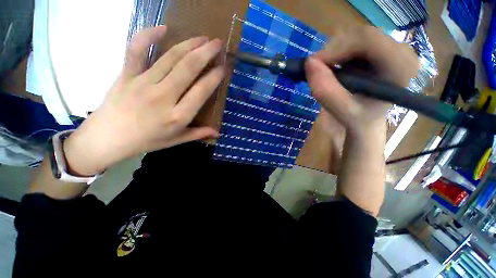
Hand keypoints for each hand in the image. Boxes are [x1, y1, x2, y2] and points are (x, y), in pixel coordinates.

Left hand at [64, 26, 224, 175]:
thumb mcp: (176, 141)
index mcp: (177, 116)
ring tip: (202, 37)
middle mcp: (163, 97)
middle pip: (188, 69)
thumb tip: (217, 133)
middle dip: (206, 53)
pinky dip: (148, 36)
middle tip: (218, 44)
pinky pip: (136, 50)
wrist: (107, 138)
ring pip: (170, 58)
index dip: (214, 77)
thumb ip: (198, 134)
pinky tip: (163, 28)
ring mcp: (143, 83)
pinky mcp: (126, 75)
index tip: (223, 68)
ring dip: (189, 44)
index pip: (201, 91)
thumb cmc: (146, 141)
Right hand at [305, 26, 418, 138]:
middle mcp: (401, 51)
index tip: (314, 64)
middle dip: (333, 51)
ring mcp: (390, 47)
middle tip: (316, 69)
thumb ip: (327, 92)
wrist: (366, 119)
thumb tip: (309, 64)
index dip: (337, 48)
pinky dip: (336, 53)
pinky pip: (352, 41)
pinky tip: (334, 68)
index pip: (369, 40)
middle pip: (361, 35)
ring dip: (333, 53)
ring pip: (354, 36)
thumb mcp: (342, 112)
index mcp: (401, 68)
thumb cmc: (359, 119)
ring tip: (325, 73)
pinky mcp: (378, 48)